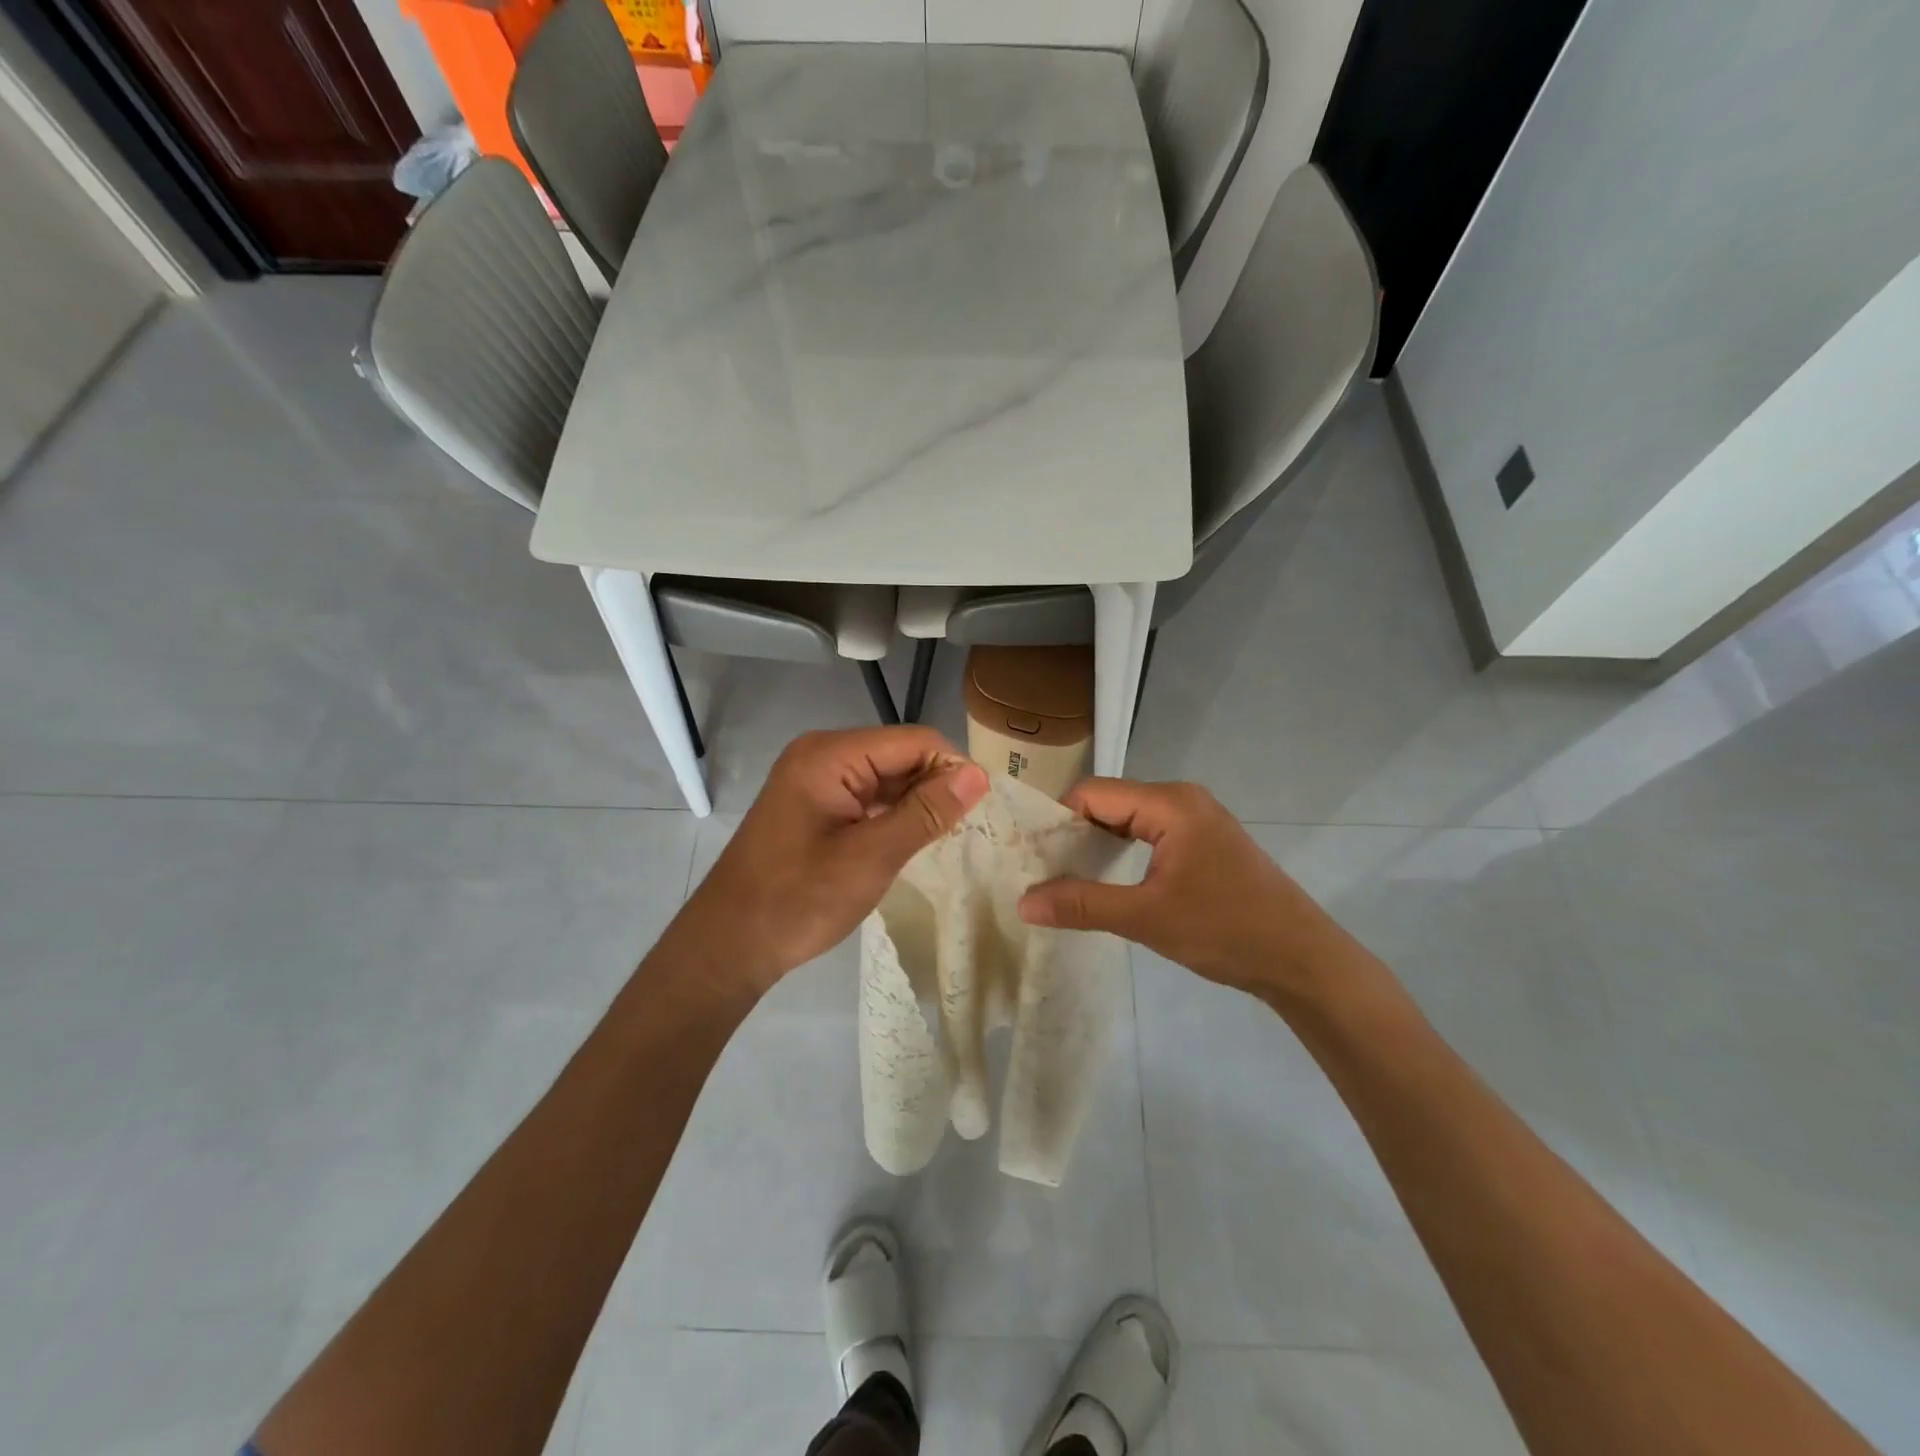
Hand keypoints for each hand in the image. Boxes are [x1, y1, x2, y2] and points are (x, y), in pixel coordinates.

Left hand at [660, 727, 989, 997]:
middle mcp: (822, 754)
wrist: (729, 944)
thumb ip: (926, 812)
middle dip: (936, 784)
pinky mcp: (813, 804)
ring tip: (949, 835)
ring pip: (885, 776)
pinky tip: (913, 838)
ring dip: (916, 801)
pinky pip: (866, 796)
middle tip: (969, 827)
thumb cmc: (798, 900)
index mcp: (831, 755)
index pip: (914, 740)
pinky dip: (892, 813)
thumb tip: (978, 776)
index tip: (983, 807)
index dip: (953, 767)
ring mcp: (814, 779)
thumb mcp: (871, 857)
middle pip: (899, 754)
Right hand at [1017, 779, 1357, 1005]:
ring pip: (1129, 818)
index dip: (1057, 819)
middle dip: (1074, 833)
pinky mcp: (1205, 842)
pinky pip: (1150, 833)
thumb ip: (1082, 904)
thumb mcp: (1146, 918)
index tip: (1030, 856)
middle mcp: (1183, 799)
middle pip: (1109, 802)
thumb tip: (1023, 902)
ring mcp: (1197, 819)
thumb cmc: (1226, 930)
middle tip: (1041, 870)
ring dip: (1097, 844)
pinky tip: (1108, 880)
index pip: (1093, 793)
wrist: (1302, 960)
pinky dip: (1123, 852)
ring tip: (1066, 878)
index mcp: (1170, 804)